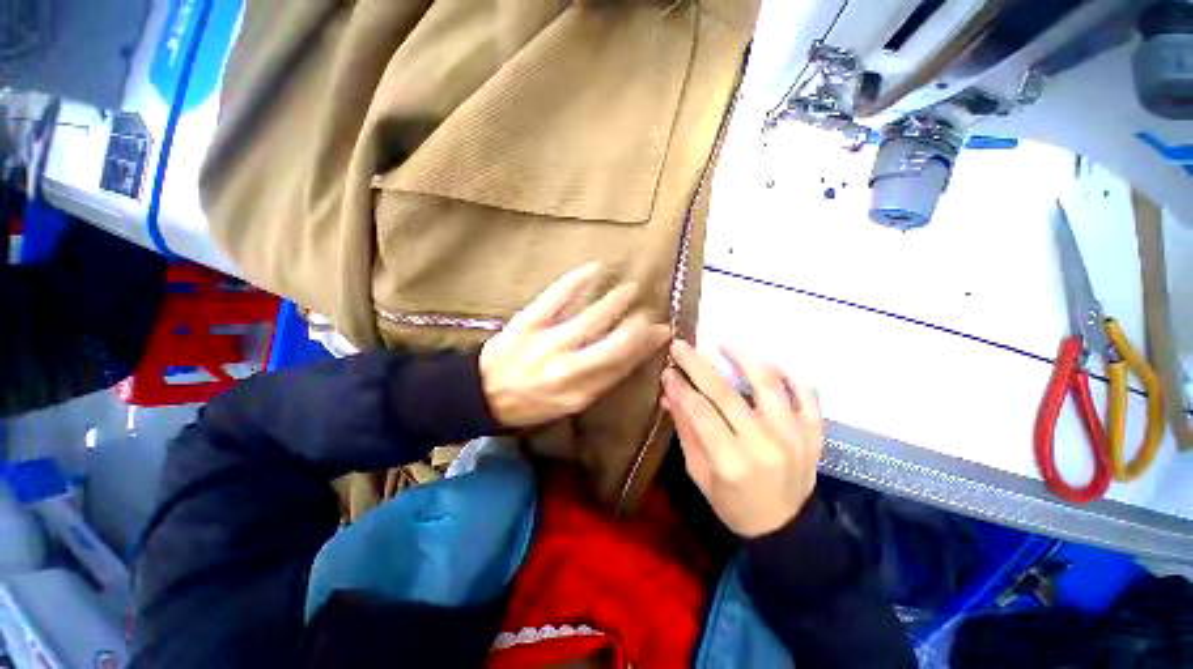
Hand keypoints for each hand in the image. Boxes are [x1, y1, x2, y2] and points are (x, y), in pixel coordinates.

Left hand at [480, 262, 670, 427]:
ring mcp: (547, 343)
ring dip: (616, 300)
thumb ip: (600, 380)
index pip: (622, 365)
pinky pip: (558, 296)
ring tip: (630, 288)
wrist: (483, 394)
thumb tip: (631, 354)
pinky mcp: (528, 321)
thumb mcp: (570, 403)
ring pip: (591, 317)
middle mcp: (568, 369)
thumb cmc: (531, 401)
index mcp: (580, 392)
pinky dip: (579, 279)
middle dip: (637, 325)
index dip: (646, 346)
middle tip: (648, 310)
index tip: (662, 330)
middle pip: (613, 344)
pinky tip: (595, 268)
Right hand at [661, 341, 822, 537]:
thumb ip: (686, 431)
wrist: (784, 529)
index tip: (667, 370)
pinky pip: (807, 394)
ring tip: (723, 345)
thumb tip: (669, 394)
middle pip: (726, 392)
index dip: (681, 387)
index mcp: (733, 462)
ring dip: (743, 358)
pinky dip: (791, 374)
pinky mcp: (814, 433)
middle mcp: (765, 444)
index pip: (700, 412)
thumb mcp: (699, 474)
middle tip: (681, 345)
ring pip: (768, 383)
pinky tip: (769, 364)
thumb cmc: (733, 504)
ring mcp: (795, 436)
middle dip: (698, 364)